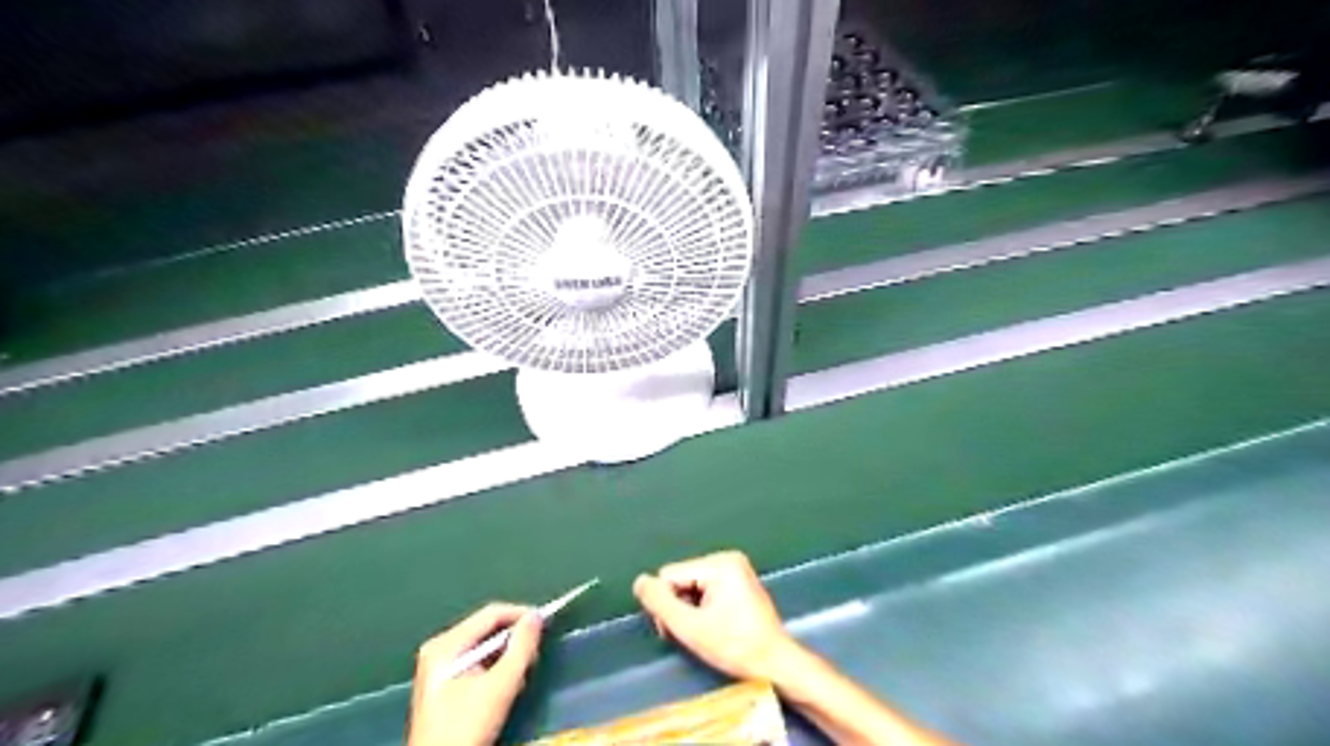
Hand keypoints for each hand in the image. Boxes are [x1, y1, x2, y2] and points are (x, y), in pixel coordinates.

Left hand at [411, 604, 545, 745]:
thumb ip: (522, 647)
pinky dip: (493, 666)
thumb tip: (535, 617)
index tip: (545, 622)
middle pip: (486, 628)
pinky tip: (504, 683)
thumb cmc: (467, 727)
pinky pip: (475, 659)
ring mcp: (437, 665)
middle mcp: (438, 648)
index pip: (491, 614)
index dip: (520, 614)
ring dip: (506, 654)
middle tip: (534, 653)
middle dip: (513, 638)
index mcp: (446, 645)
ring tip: (521, 671)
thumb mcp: (501, 685)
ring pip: (482, 645)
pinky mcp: (442, 681)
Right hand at [630, 549, 791, 683]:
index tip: (677, 630)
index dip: (667, 605)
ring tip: (702, 633)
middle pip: (681, 578)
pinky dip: (702, 608)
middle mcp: (727, 558)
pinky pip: (705, 589)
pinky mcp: (739, 582)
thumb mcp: (691, 628)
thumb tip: (639, 581)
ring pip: (691, 585)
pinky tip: (712, 627)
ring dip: (689, 610)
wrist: (776, 663)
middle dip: (678, 606)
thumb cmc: (736, 647)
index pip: (669, 576)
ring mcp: (735, 569)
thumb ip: (661, 603)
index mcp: (719, 563)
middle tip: (690, 634)